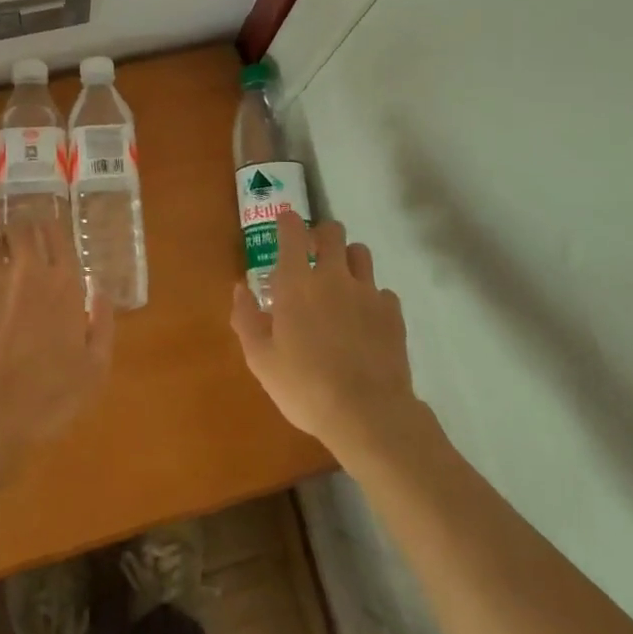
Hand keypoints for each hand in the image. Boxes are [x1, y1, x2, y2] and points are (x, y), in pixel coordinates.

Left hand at [0, 223, 113, 464]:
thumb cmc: (49, 397)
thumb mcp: (95, 368)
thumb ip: (102, 324)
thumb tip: (101, 290)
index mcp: (64, 282)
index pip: (55, 232)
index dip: (49, 231)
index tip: (46, 241)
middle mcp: (27, 269)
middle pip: (20, 228)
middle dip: (17, 236)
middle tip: (15, 253)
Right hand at [232, 211, 422, 464]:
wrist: (367, 413)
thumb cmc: (304, 387)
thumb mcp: (261, 360)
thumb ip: (247, 319)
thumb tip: (240, 289)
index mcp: (297, 283)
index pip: (292, 232)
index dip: (288, 220)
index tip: (284, 221)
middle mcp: (333, 277)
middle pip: (332, 232)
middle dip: (321, 234)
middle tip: (313, 253)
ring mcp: (367, 292)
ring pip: (361, 253)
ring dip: (348, 259)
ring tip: (341, 282)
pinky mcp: (392, 312)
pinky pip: (381, 291)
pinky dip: (371, 297)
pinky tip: (365, 320)